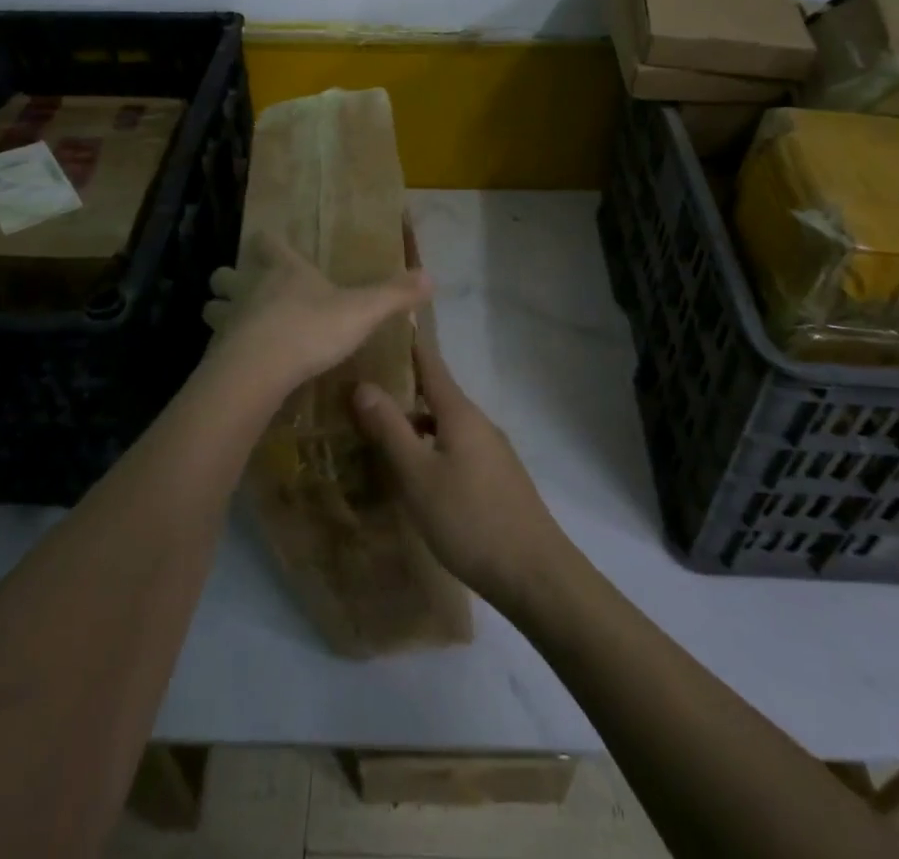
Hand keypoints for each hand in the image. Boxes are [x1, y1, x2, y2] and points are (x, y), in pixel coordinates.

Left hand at [201, 231, 431, 401]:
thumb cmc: (310, 329)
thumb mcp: (362, 311)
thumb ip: (393, 295)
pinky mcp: (214, 353)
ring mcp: (227, 320)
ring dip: (220, 311)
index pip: (268, 244)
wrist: (257, 370)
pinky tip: (236, 363)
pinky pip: (214, 345)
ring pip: (212, 307)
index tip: (266, 241)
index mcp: (285, 271)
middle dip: (231, 279)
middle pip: (227, 274)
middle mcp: (250, 289)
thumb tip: (430, 276)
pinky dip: (222, 349)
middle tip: (244, 288)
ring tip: (235, 325)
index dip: (268, 242)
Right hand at [351, 336, 571, 614]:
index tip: (386, 324)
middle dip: (404, 388)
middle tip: (364, 388)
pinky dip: (431, 447)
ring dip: (416, 423)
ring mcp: (492, 451)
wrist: (536, 574)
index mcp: (460, 413)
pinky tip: (415, 474)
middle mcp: (479, 423)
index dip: (410, 344)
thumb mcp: (418, 476)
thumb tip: (362, 384)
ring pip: (446, 426)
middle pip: (437, 395)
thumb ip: (390, 429)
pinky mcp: (497, 479)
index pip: (431, 365)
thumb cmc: (470, 519)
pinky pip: (456, 448)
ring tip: (380, 433)